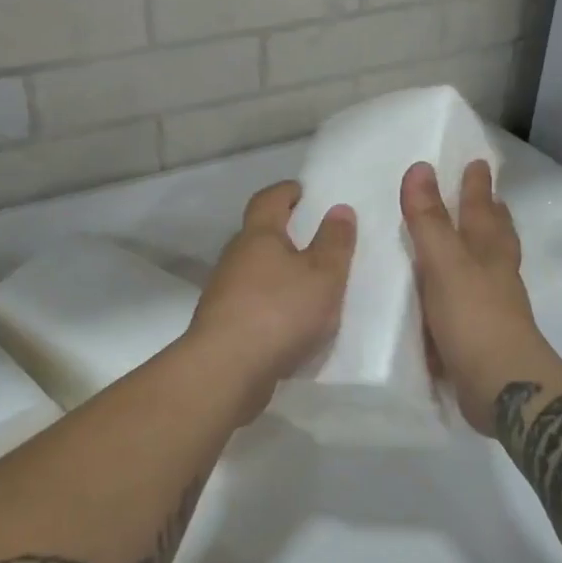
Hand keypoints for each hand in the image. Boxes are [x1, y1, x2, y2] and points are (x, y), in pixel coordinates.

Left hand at [188, 181, 355, 410]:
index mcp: (258, 236)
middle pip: (258, 235)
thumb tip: (339, 208)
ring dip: (277, 273)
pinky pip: (251, 304)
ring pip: (254, 272)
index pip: (268, 200)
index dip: (286, 192)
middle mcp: (235, 258)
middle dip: (283, 234)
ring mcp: (223, 293)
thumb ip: (335, 242)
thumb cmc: (280, 311)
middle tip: (313, 240)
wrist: (227, 370)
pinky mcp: (222, 325)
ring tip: (307, 285)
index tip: (302, 191)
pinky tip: (290, 322)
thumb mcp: (323, 274)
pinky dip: (270, 304)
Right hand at [401, 161, 557, 435]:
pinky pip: (476, 301)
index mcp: (488, 252)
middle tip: (490, 197)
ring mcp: (495, 308)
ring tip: (475, 239)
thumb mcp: (444, 263)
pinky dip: (469, 289)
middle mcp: (496, 275)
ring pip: (491, 267)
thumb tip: (420, 167)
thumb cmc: (474, 318)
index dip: (476, 187)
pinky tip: (457, 296)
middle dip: (491, 215)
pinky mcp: (486, 337)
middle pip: (496, 237)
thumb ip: (429, 220)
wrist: (502, 387)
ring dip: (484, 249)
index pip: (481, 210)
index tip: (478, 163)